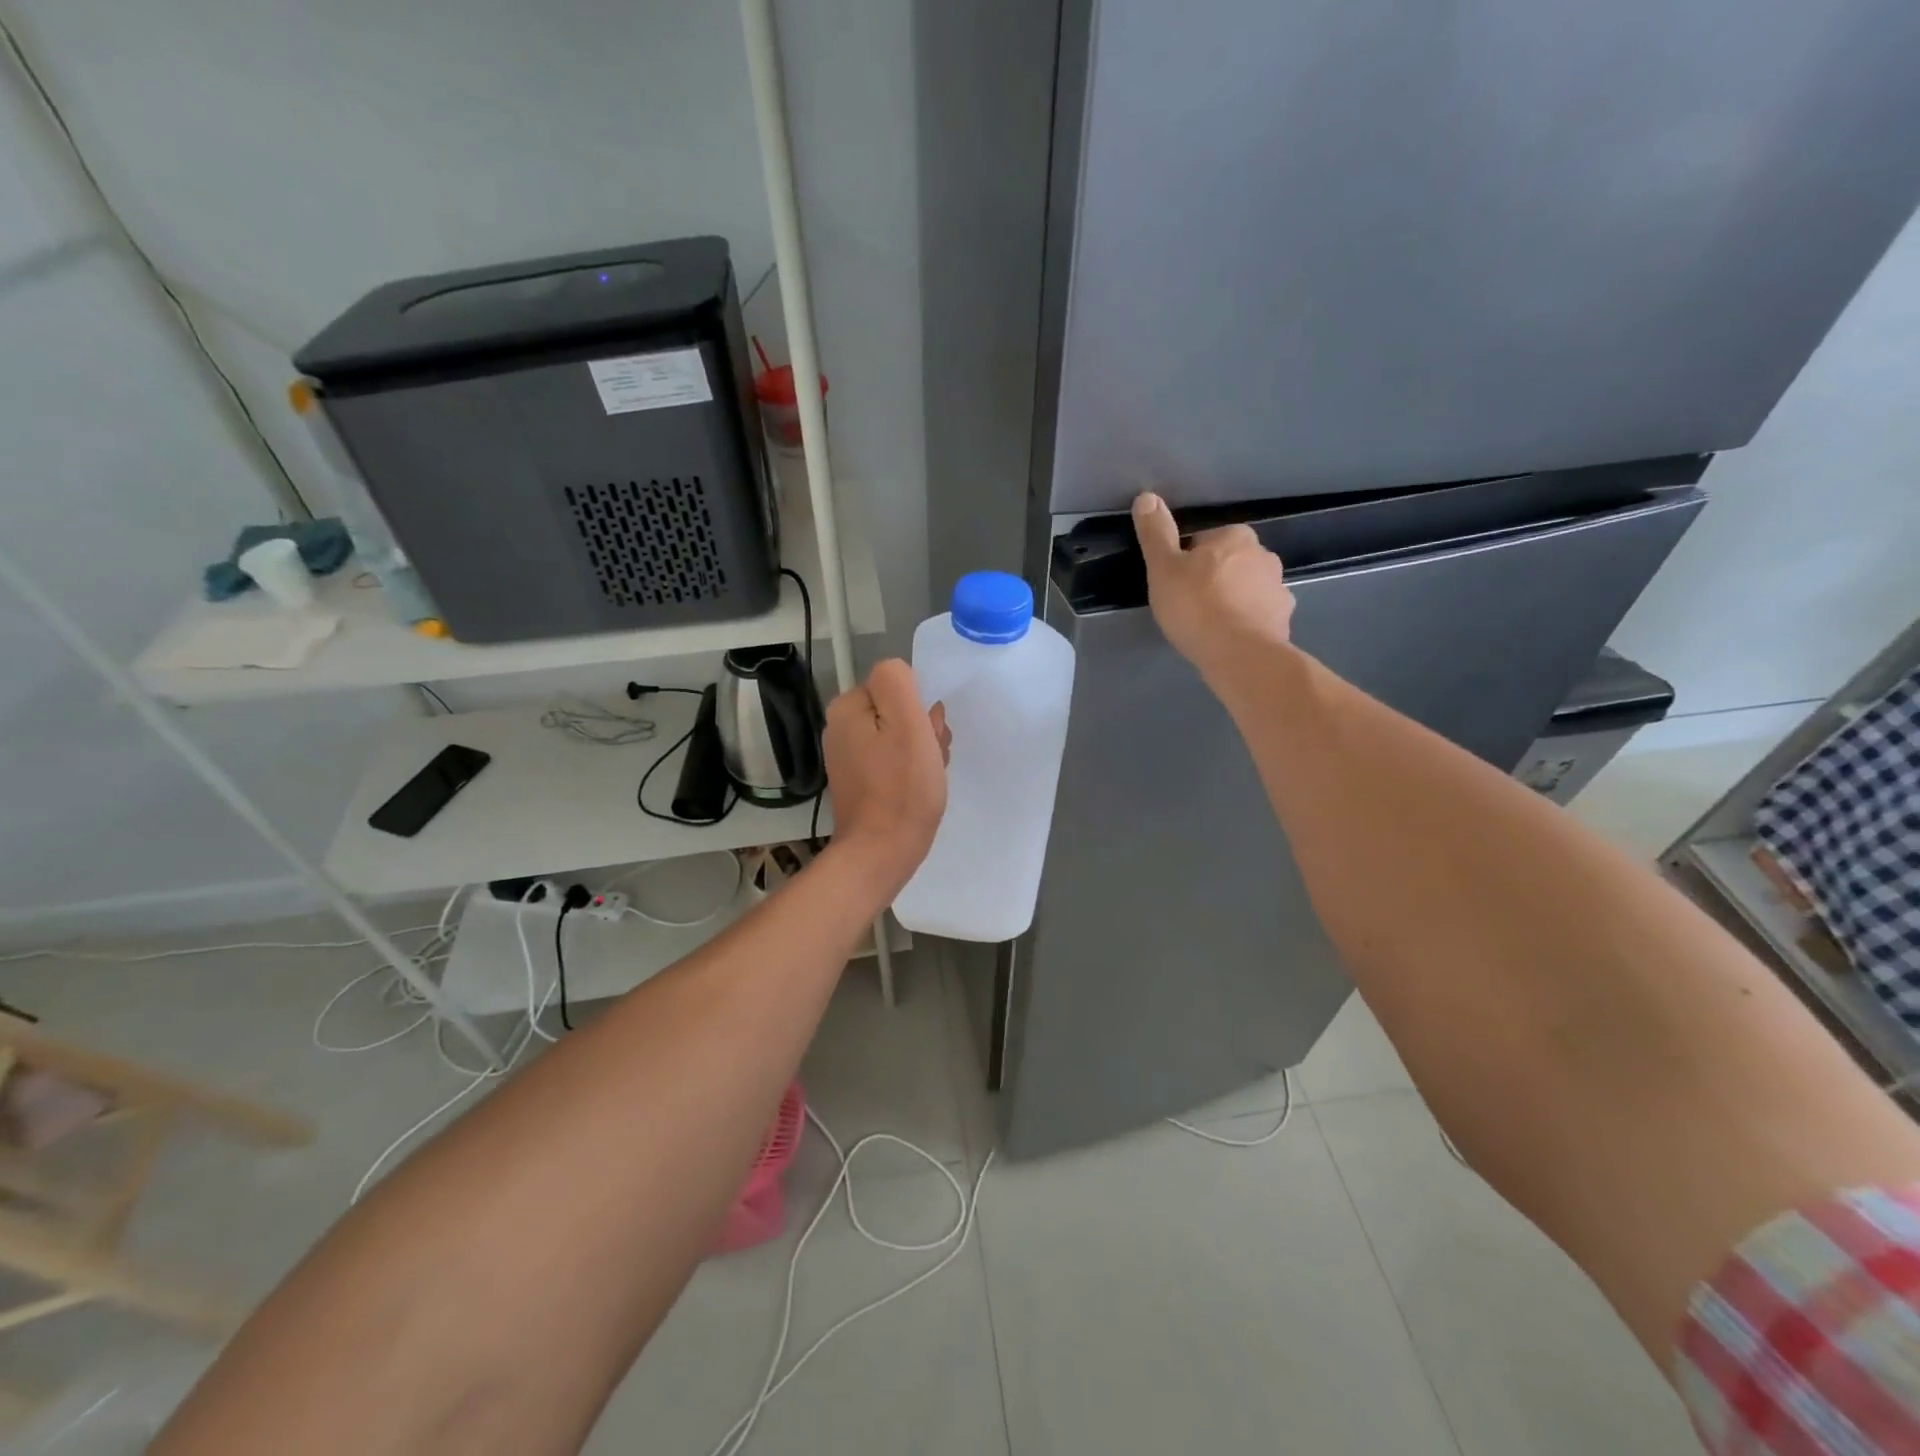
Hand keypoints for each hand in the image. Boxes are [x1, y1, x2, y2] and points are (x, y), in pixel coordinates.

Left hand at [822, 660, 950, 896]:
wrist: (880, 853)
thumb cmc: (901, 788)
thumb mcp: (908, 724)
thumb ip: (900, 684)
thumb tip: (899, 676)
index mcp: (847, 707)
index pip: (897, 684)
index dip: (921, 708)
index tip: (929, 736)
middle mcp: (841, 727)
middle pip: (897, 710)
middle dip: (922, 730)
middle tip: (931, 759)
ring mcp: (848, 756)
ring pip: (898, 735)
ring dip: (921, 750)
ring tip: (927, 777)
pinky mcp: (859, 781)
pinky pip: (892, 760)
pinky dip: (909, 770)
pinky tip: (918, 788)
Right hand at [1132, 491, 1293, 684]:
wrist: (1239, 654)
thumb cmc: (1196, 606)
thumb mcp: (1163, 568)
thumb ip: (1155, 533)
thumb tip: (1146, 497)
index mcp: (1234, 536)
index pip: (1203, 541)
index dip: (1185, 562)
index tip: (1174, 584)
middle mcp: (1263, 554)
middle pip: (1228, 562)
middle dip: (1212, 578)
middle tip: (1189, 605)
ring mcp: (1278, 588)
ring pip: (1247, 587)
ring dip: (1232, 599)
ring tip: (1210, 625)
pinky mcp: (1283, 618)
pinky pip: (1260, 613)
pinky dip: (1247, 621)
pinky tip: (1230, 637)